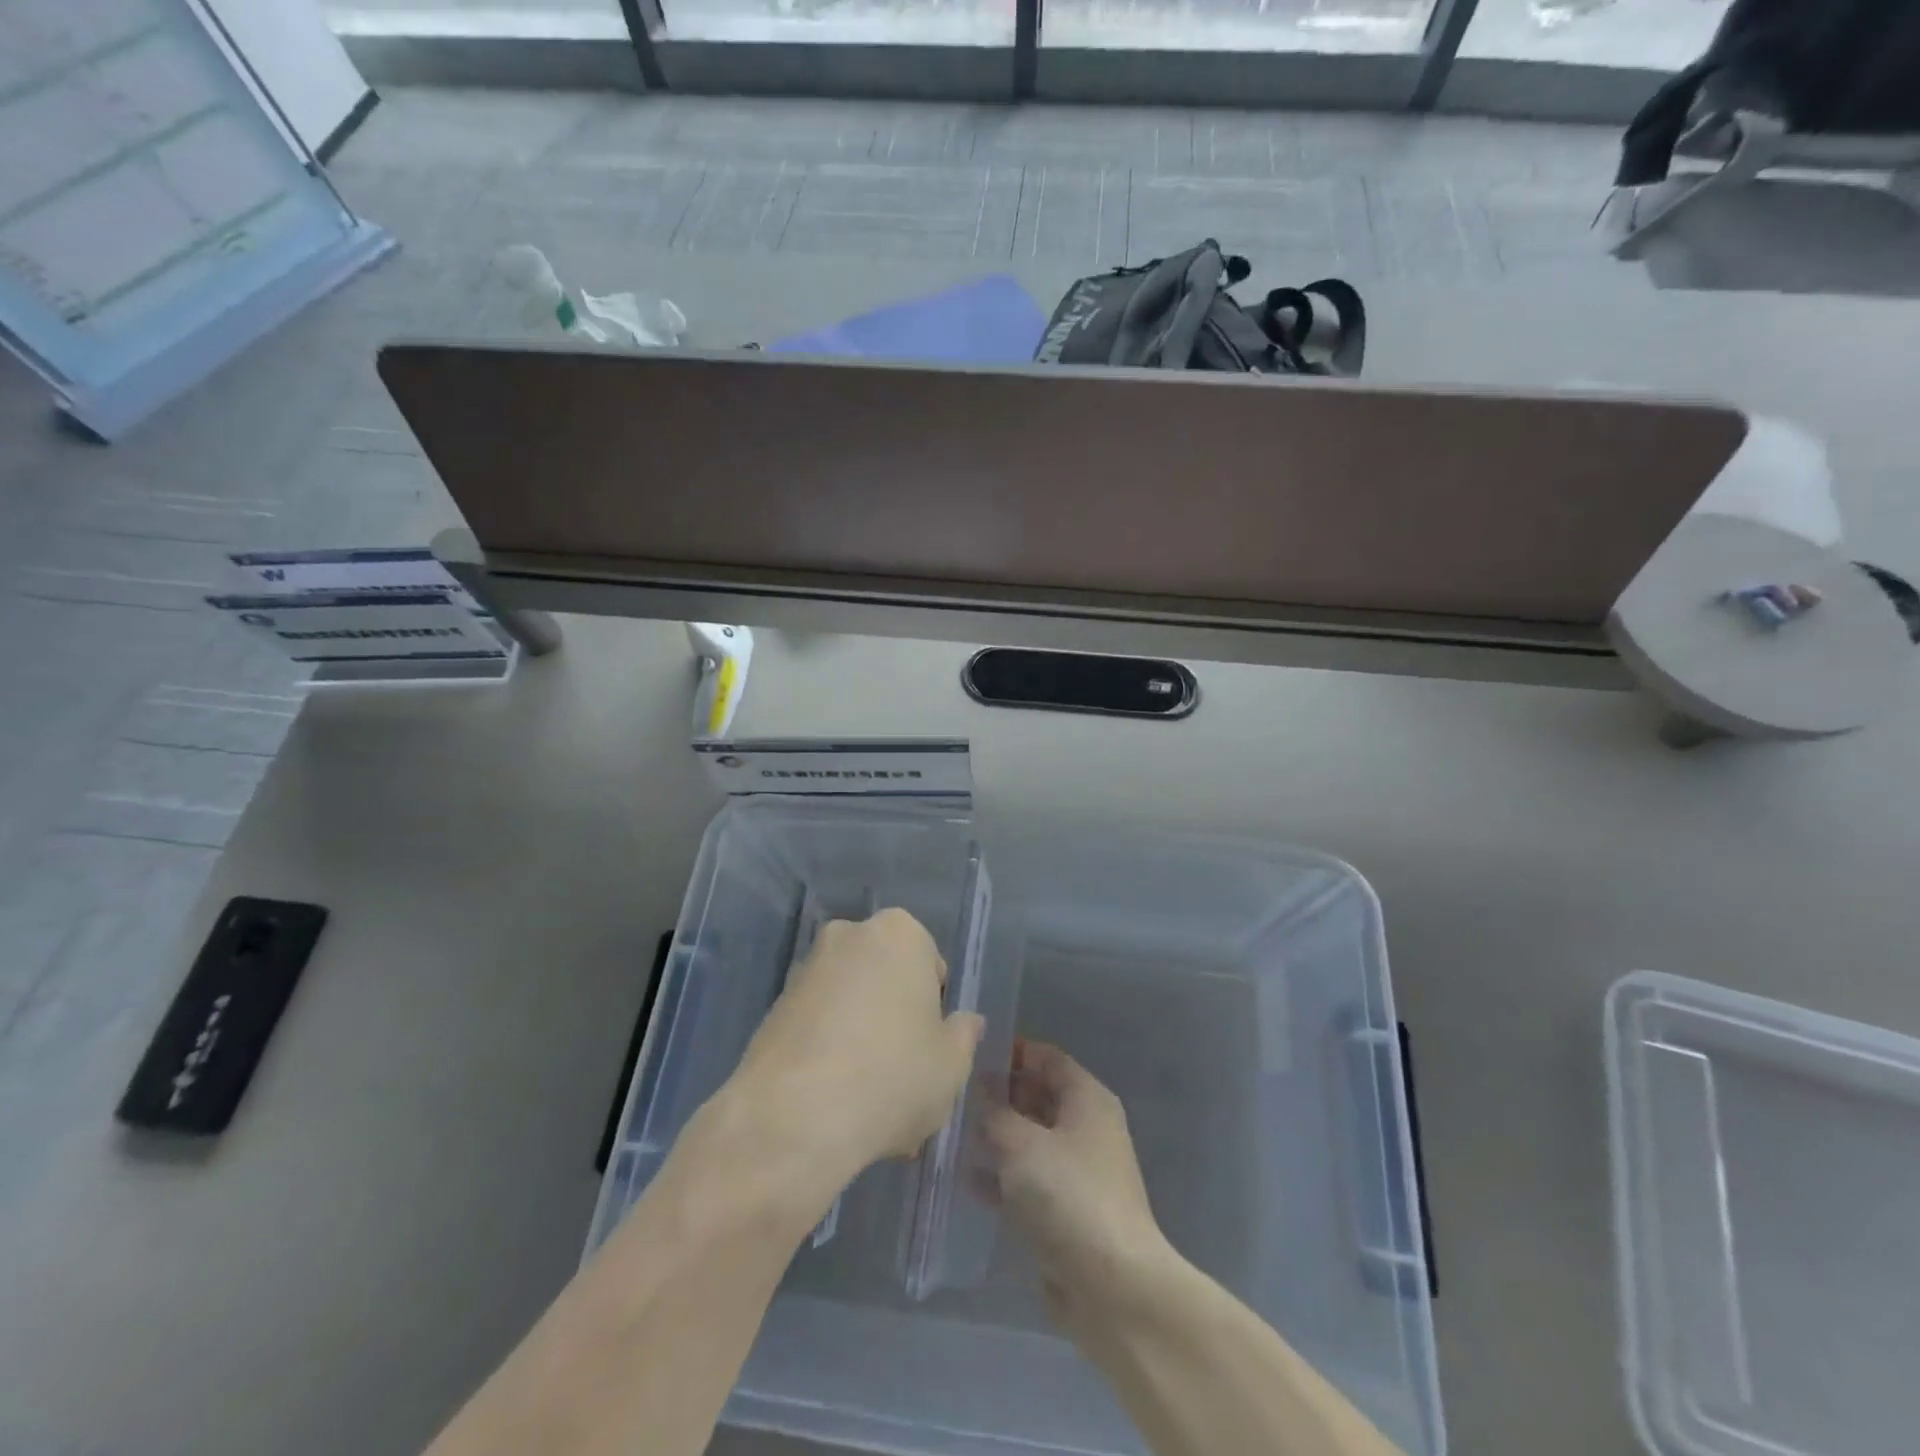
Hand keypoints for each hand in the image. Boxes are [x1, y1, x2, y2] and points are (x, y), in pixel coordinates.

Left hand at [729, 908, 984, 1191]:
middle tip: (903, 1077)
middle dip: (894, 1021)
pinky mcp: (772, 1007)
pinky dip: (828, 1052)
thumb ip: (963, 1036)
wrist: (793, 1117)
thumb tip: (966, 1022)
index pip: (930, 965)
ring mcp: (805, 969)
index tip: (930, 1050)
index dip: (934, 1011)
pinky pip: (817, 1026)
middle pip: (886, 980)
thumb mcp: (951, 1065)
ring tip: (867, 1103)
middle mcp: (849, 935)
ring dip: (861, 1040)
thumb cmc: (892, 1076)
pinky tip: (833, 1103)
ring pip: (850, 1005)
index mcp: (900, 933)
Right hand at [984, 1039, 1174, 1334]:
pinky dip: (1003, 1177)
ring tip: (954, 1133)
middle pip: (1039, 1097)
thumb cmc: (1069, 1195)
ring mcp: (1078, 1172)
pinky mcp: (1066, 1211)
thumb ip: (996, 1113)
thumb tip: (982, 1089)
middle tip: (957, 1095)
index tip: (975, 1054)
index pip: (1049, 1058)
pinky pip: (1029, 1181)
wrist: (1113, 1287)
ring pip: (1031, 1141)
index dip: (1014, 1052)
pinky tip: (969, 1180)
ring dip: (998, 1137)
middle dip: (1001, 1095)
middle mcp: (1087, 1128)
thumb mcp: (1022, 1144)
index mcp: (1087, 1099)